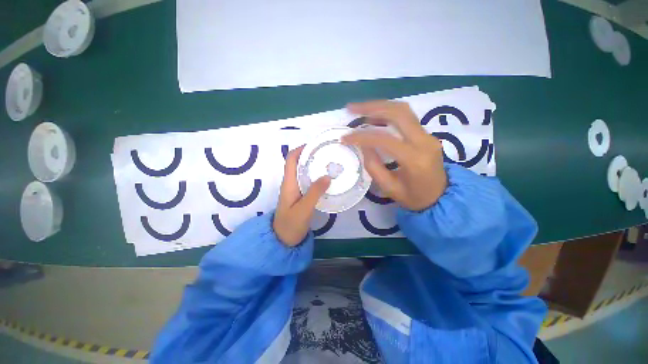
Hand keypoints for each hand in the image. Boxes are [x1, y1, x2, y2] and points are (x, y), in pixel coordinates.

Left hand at [273, 146, 330, 245]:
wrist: (283, 240)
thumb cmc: (291, 225)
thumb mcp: (304, 209)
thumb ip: (315, 193)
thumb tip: (327, 176)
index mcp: (288, 183)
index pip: (291, 159)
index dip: (300, 149)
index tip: (315, 145)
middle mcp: (290, 183)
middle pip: (298, 163)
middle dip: (310, 155)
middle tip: (327, 154)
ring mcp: (295, 190)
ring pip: (303, 172)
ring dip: (314, 166)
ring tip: (330, 163)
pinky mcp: (300, 196)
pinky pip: (308, 181)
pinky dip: (316, 177)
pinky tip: (327, 179)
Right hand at [342, 101, 446, 211]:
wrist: (441, 197)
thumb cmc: (413, 197)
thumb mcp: (389, 188)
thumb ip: (373, 166)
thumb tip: (362, 145)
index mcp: (414, 159)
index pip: (385, 139)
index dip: (362, 136)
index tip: (345, 137)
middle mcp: (424, 141)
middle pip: (398, 113)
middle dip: (372, 107)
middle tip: (351, 108)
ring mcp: (428, 135)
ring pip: (403, 110)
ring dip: (380, 106)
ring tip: (360, 110)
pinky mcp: (426, 134)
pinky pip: (407, 117)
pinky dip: (388, 113)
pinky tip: (375, 117)